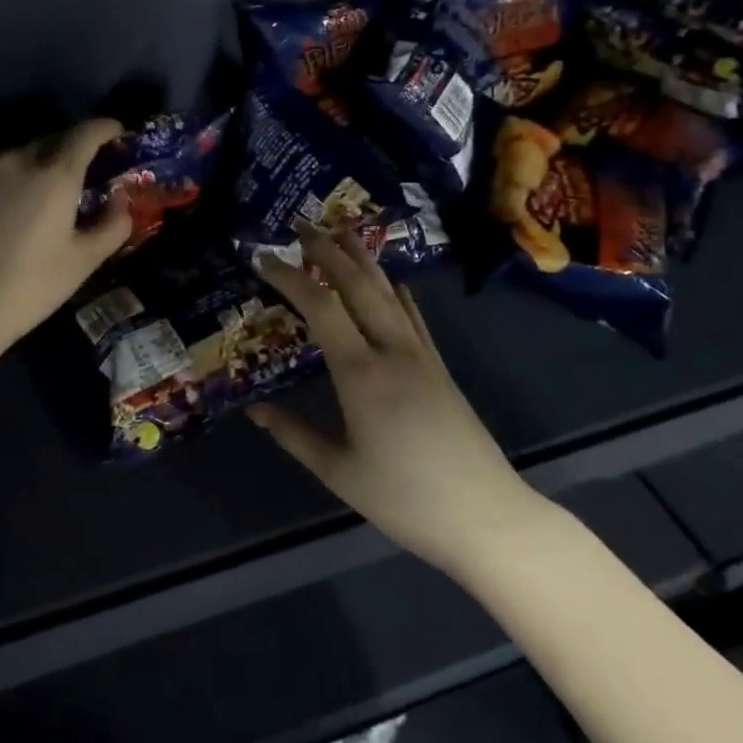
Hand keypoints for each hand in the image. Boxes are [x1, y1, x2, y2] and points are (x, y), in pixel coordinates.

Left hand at [0, 118, 133, 350]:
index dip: (104, 128)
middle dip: (67, 152)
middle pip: (48, 142)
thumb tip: (120, 200)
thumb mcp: (83, 262)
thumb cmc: (28, 287)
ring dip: (28, 171)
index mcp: (55, 175)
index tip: (115, 132)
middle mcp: (15, 161)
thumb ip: (112, 225)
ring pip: (12, 160)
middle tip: (74, 178)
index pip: (85, 133)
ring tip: (28, 203)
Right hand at [251, 230, 548, 578]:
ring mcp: (421, 355)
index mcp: (361, 373)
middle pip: (357, 285)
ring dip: (362, 259)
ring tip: (342, 231)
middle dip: (327, 250)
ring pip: (388, 292)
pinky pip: (414, 316)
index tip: (263, 259)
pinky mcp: (440, 367)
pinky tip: (393, 280)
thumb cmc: (405, 499)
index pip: (320, 307)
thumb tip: (255, 410)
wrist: (487, 516)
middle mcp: (391, 350)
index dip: (290, 278)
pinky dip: (397, 291)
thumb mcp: (339, 472)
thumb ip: (294, 436)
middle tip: (301, 225)